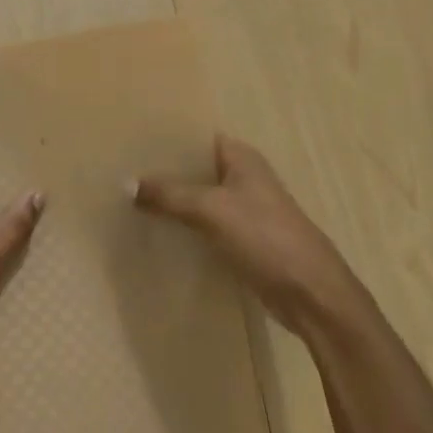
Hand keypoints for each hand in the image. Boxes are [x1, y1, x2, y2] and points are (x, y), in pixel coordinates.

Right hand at [129, 133, 368, 339]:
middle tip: (121, 173)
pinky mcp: (243, 241)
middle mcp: (244, 178)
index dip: (167, 139)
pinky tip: (155, 233)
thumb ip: (169, 195)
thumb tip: (126, 183)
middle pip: (195, 169)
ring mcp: (244, 211)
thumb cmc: (265, 238)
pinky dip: (183, 227)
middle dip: (163, 172)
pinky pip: (205, 226)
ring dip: (171, 202)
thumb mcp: (212, 210)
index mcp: (242, 158)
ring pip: (199, 199)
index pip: (198, 138)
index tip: (130, 142)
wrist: (311, 294)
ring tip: (128, 200)